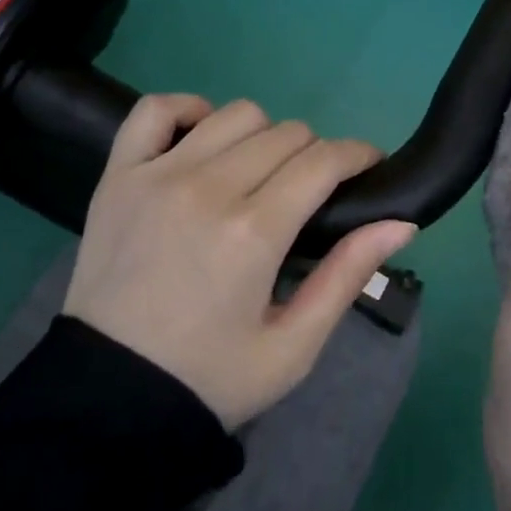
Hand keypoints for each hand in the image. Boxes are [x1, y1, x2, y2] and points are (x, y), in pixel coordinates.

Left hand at [64, 94, 417, 430]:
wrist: (107, 400)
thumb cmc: (209, 378)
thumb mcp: (293, 347)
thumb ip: (347, 276)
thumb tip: (403, 221)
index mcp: (254, 233)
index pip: (324, 161)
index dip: (358, 155)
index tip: (370, 165)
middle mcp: (208, 188)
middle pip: (287, 134)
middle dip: (316, 154)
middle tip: (311, 191)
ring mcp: (158, 175)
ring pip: (236, 114)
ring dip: (263, 135)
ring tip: (260, 172)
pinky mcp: (118, 176)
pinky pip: (156, 110)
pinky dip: (188, 110)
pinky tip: (203, 136)